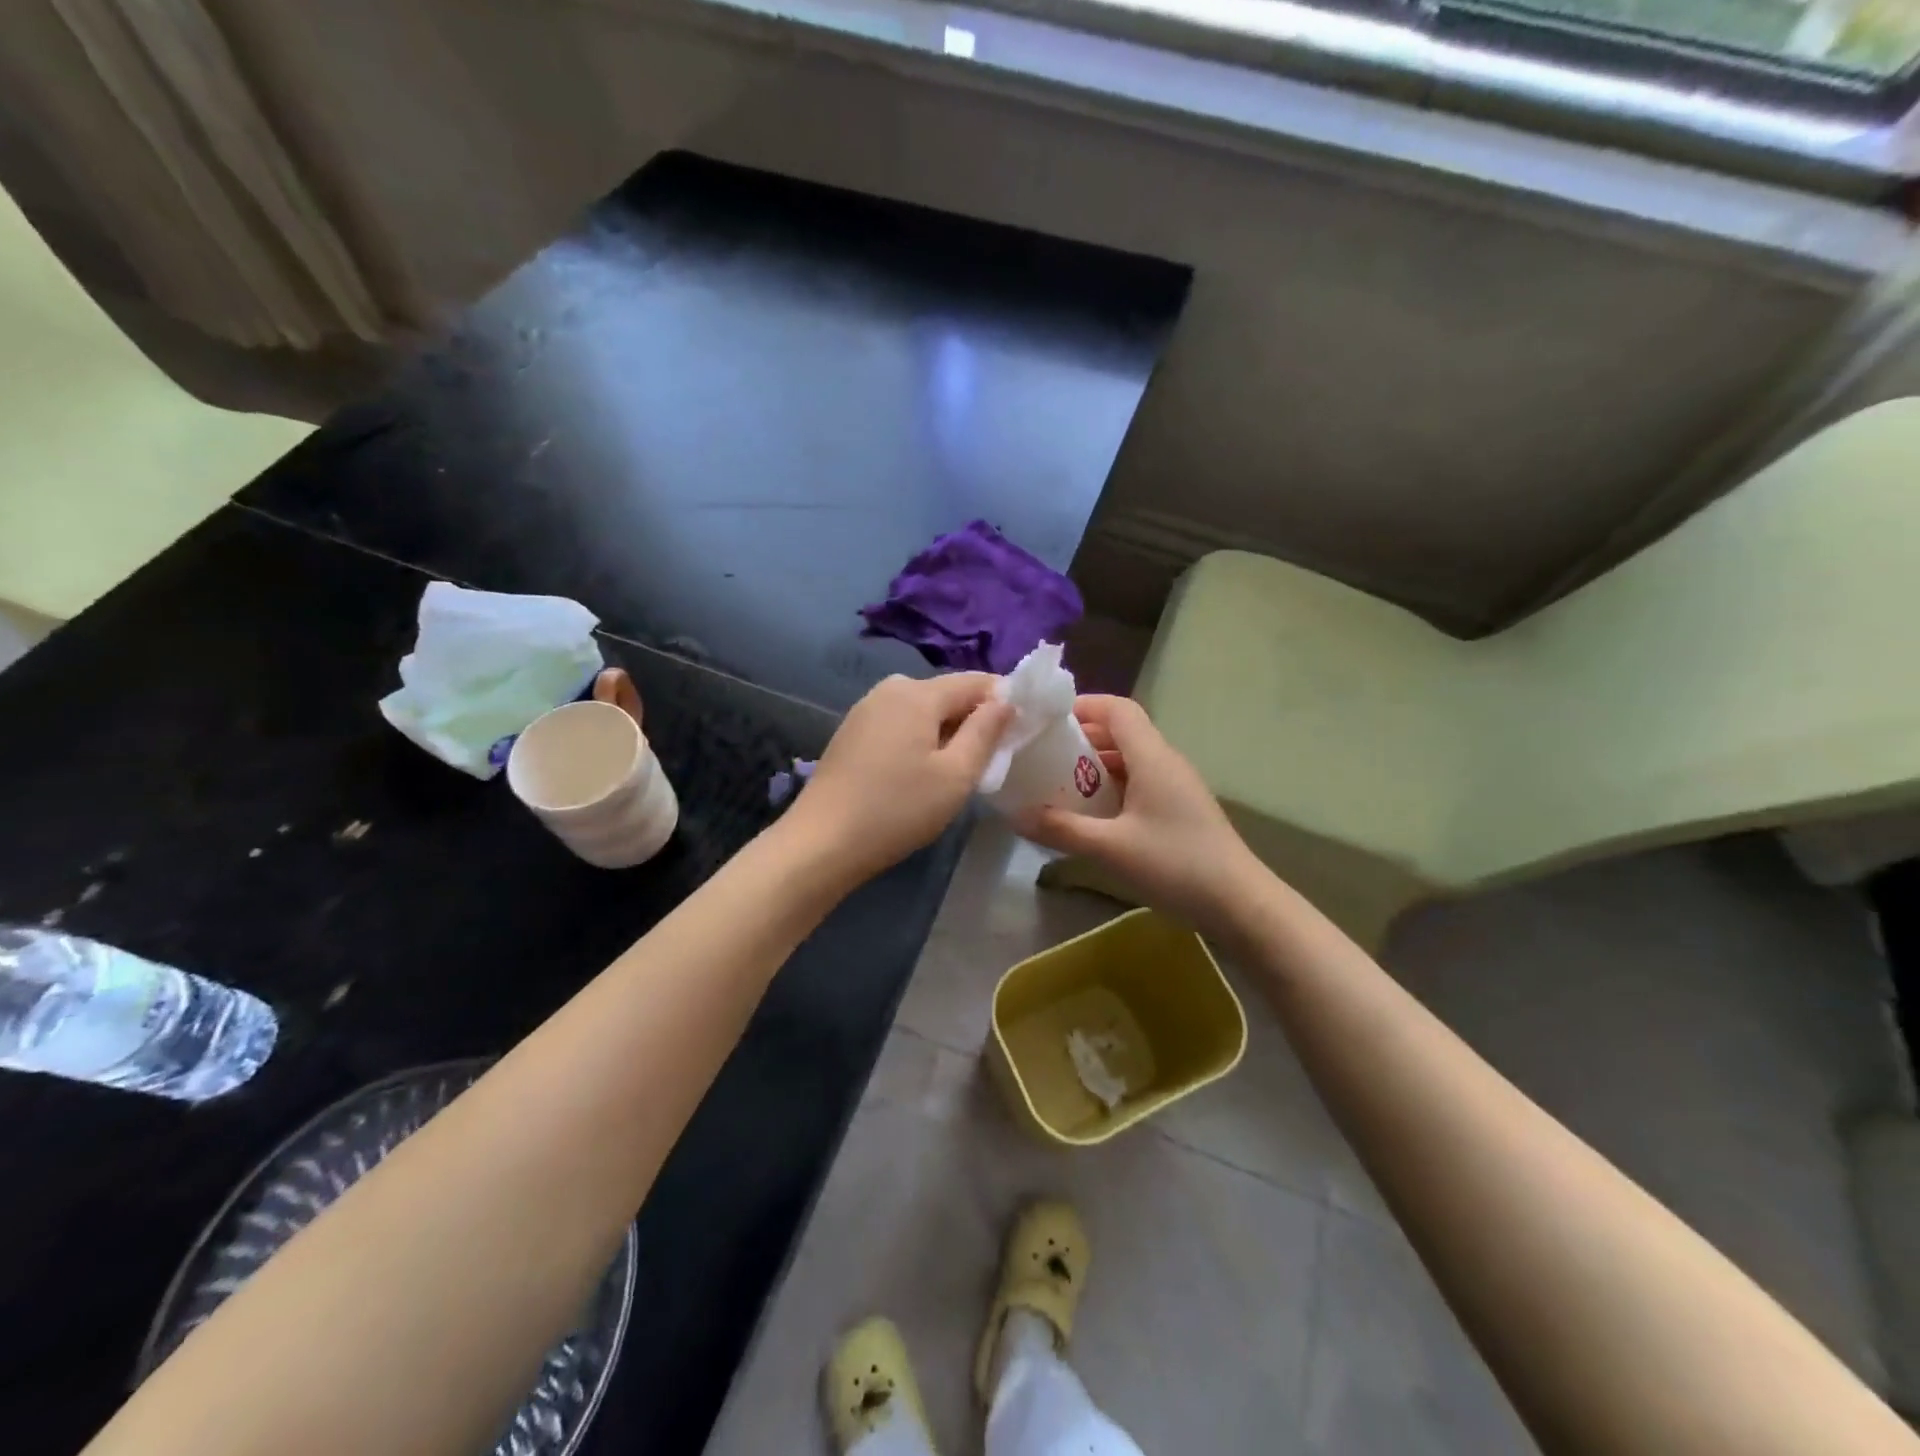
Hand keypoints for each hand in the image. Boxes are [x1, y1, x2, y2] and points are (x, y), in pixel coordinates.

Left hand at [790, 673, 1012, 885]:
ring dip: (946, 731)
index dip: (1003, 700)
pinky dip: (919, 738)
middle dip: (973, 718)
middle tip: (990, 759)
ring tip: (957, 769)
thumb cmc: (898, 809)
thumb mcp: (955, 775)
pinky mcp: (852, 731)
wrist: (822, 841)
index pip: (976, 681)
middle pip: (947, 693)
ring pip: (923, 709)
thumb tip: (1006, 701)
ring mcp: (866, 708)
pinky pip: (900, 723)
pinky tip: (919, 772)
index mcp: (918, 692)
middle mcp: (890, 688)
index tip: (1022, 729)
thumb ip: (985, 732)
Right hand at [1015, 695, 1264, 930]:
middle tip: (1043, 756)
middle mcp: (1165, 762)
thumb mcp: (1110, 848)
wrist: (1239, 903)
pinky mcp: (1180, 809)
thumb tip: (1015, 815)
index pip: (1118, 708)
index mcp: (1152, 757)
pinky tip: (1092, 816)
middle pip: (1121, 732)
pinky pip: (1139, 783)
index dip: (1083, 706)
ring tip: (1058, 786)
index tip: (1047, 720)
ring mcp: (1176, 786)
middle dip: (1080, 739)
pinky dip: (1111, 788)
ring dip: (1094, 766)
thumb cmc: (1175, 865)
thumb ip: (1061, 829)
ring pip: (1129, 760)